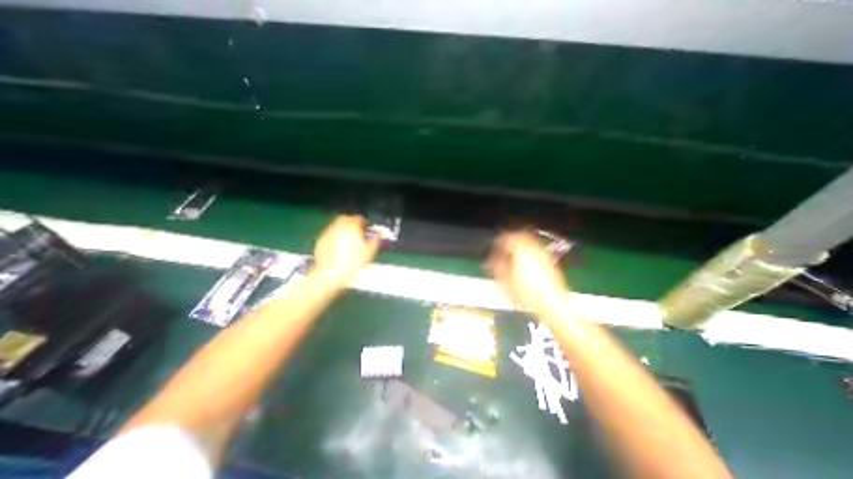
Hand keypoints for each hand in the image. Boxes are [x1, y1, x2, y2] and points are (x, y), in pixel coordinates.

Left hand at [313, 214, 379, 283]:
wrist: (331, 275)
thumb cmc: (352, 263)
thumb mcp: (369, 252)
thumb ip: (375, 240)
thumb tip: (379, 235)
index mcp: (351, 226)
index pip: (359, 218)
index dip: (365, 223)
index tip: (368, 228)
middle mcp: (338, 227)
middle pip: (346, 219)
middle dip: (352, 223)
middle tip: (359, 232)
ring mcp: (328, 234)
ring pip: (337, 226)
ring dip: (344, 230)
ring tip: (350, 240)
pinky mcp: (320, 242)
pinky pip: (330, 235)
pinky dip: (336, 237)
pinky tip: (340, 248)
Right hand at [483, 230, 568, 311]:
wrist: (552, 306)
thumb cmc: (528, 294)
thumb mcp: (505, 281)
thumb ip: (496, 266)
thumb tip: (491, 261)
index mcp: (522, 250)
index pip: (508, 238)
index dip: (498, 242)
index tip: (494, 248)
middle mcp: (535, 249)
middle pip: (520, 238)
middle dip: (510, 243)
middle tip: (502, 250)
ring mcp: (545, 256)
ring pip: (529, 245)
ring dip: (519, 249)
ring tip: (511, 259)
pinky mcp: (550, 264)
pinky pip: (536, 253)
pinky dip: (527, 255)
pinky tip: (523, 267)